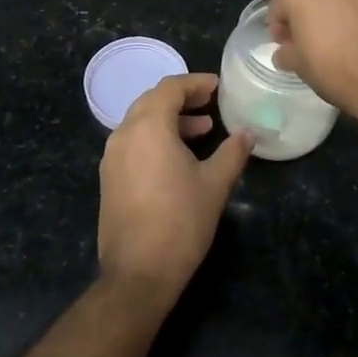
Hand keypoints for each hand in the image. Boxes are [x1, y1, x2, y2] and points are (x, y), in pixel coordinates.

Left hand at [98, 73, 252, 301]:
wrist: (138, 273)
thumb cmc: (181, 222)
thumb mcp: (215, 184)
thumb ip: (233, 152)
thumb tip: (248, 134)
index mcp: (148, 127)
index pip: (170, 88)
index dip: (195, 83)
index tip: (218, 87)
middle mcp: (123, 135)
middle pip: (152, 101)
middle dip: (182, 99)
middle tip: (210, 104)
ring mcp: (112, 158)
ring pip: (141, 123)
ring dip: (170, 120)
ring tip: (202, 130)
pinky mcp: (109, 179)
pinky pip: (133, 144)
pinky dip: (156, 139)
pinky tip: (179, 158)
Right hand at [268, 0, 357, 119]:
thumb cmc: (335, 69)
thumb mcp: (299, 66)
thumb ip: (286, 52)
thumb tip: (286, 51)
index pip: (282, 3)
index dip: (282, 26)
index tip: (288, 45)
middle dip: (315, 9)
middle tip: (321, 38)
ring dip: (347, 5)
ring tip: (354, 34)